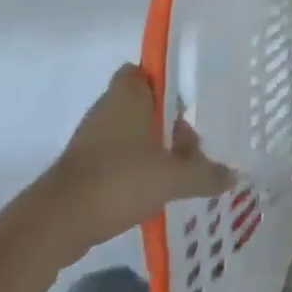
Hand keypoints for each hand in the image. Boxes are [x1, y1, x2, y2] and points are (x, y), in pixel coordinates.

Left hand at [26, 64, 235, 262]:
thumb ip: (204, 174)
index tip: (188, 100)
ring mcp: (89, 137)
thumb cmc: (119, 179)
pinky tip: (149, 189)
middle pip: (141, 102)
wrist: (56, 222)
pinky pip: (113, 156)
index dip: (167, 81)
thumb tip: (234, 176)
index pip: (147, 70)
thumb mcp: (172, 178)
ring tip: (175, 168)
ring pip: (127, 130)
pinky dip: (129, 168)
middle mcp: (107, 106)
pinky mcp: (79, 166)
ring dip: (148, 146)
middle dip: (164, 119)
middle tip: (190, 140)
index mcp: (129, 93)